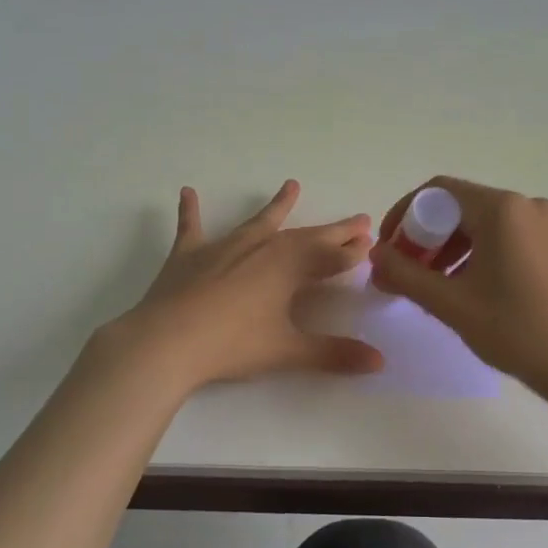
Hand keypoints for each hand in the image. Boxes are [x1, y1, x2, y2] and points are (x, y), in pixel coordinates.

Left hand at [108, 180, 383, 391]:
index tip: (371, 244)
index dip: (352, 253)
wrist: (167, 341)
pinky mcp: (189, 255)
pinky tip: (186, 191)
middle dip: (333, 231)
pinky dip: (190, 210)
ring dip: (277, 206)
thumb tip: (380, 362)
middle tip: (357, 220)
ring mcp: (223, 248)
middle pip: (305, 237)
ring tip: (292, 185)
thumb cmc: (232, 345)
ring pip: (258, 222)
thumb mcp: (287, 351)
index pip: (331, 257)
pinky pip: (191, 227)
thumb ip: (334, 354)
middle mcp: (261, 248)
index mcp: (288, 267)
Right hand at [369, 177, 547, 394]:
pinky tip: (463, 286)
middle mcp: (525, 204)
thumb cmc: (514, 329)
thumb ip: (405, 274)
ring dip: (447, 247)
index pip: (437, 192)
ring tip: (429, 285)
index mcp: (501, 209)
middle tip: (404, 273)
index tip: (388, 250)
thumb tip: (375, 254)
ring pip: (480, 223)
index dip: (404, 216)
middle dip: (424, 236)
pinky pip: (502, 235)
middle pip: (458, 206)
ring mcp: (544, 223)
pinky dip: (475, 252)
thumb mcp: (450, 303)